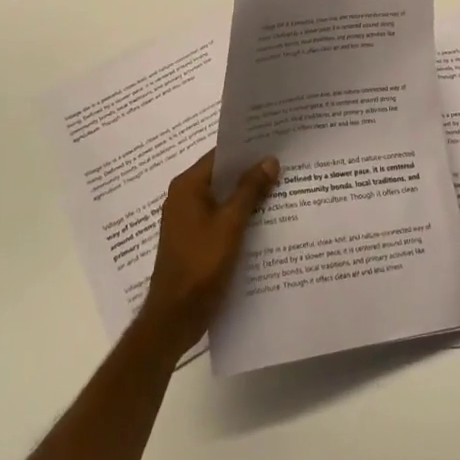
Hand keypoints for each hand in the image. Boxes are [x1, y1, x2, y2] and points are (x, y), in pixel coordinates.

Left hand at [136, 149, 278, 353]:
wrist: (174, 317)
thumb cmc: (200, 264)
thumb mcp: (230, 224)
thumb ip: (250, 189)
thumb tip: (270, 160)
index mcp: (187, 186)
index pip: (220, 155)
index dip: (247, 149)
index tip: (275, 142)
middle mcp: (184, 197)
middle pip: (222, 175)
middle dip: (251, 171)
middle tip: (284, 164)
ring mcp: (187, 219)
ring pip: (223, 197)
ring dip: (247, 195)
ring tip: (281, 187)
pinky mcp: (194, 239)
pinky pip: (220, 217)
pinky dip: (239, 214)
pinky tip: (265, 218)